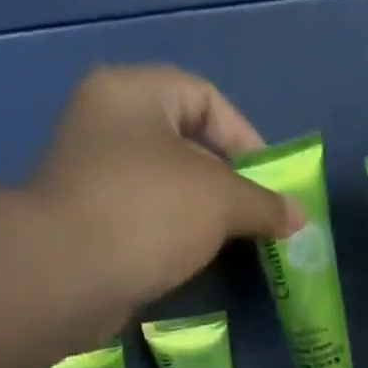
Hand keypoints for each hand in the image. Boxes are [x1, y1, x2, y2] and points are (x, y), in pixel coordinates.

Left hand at [22, 64, 301, 338]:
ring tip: (234, 244)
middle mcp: (108, 124)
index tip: (270, 184)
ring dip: (206, 215)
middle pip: (187, 144)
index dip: (246, 137)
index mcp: (133, 94)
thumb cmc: (149, 213)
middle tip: (258, 218)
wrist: (69, 274)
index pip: (205, 97)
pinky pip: (149, 220)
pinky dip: (177, 237)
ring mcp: (96, 175)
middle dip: (230, 183)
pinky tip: (197, 261)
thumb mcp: (221, 200)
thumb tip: (299, 217)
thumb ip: (264, 203)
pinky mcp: (92, 222)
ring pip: (169, 186)